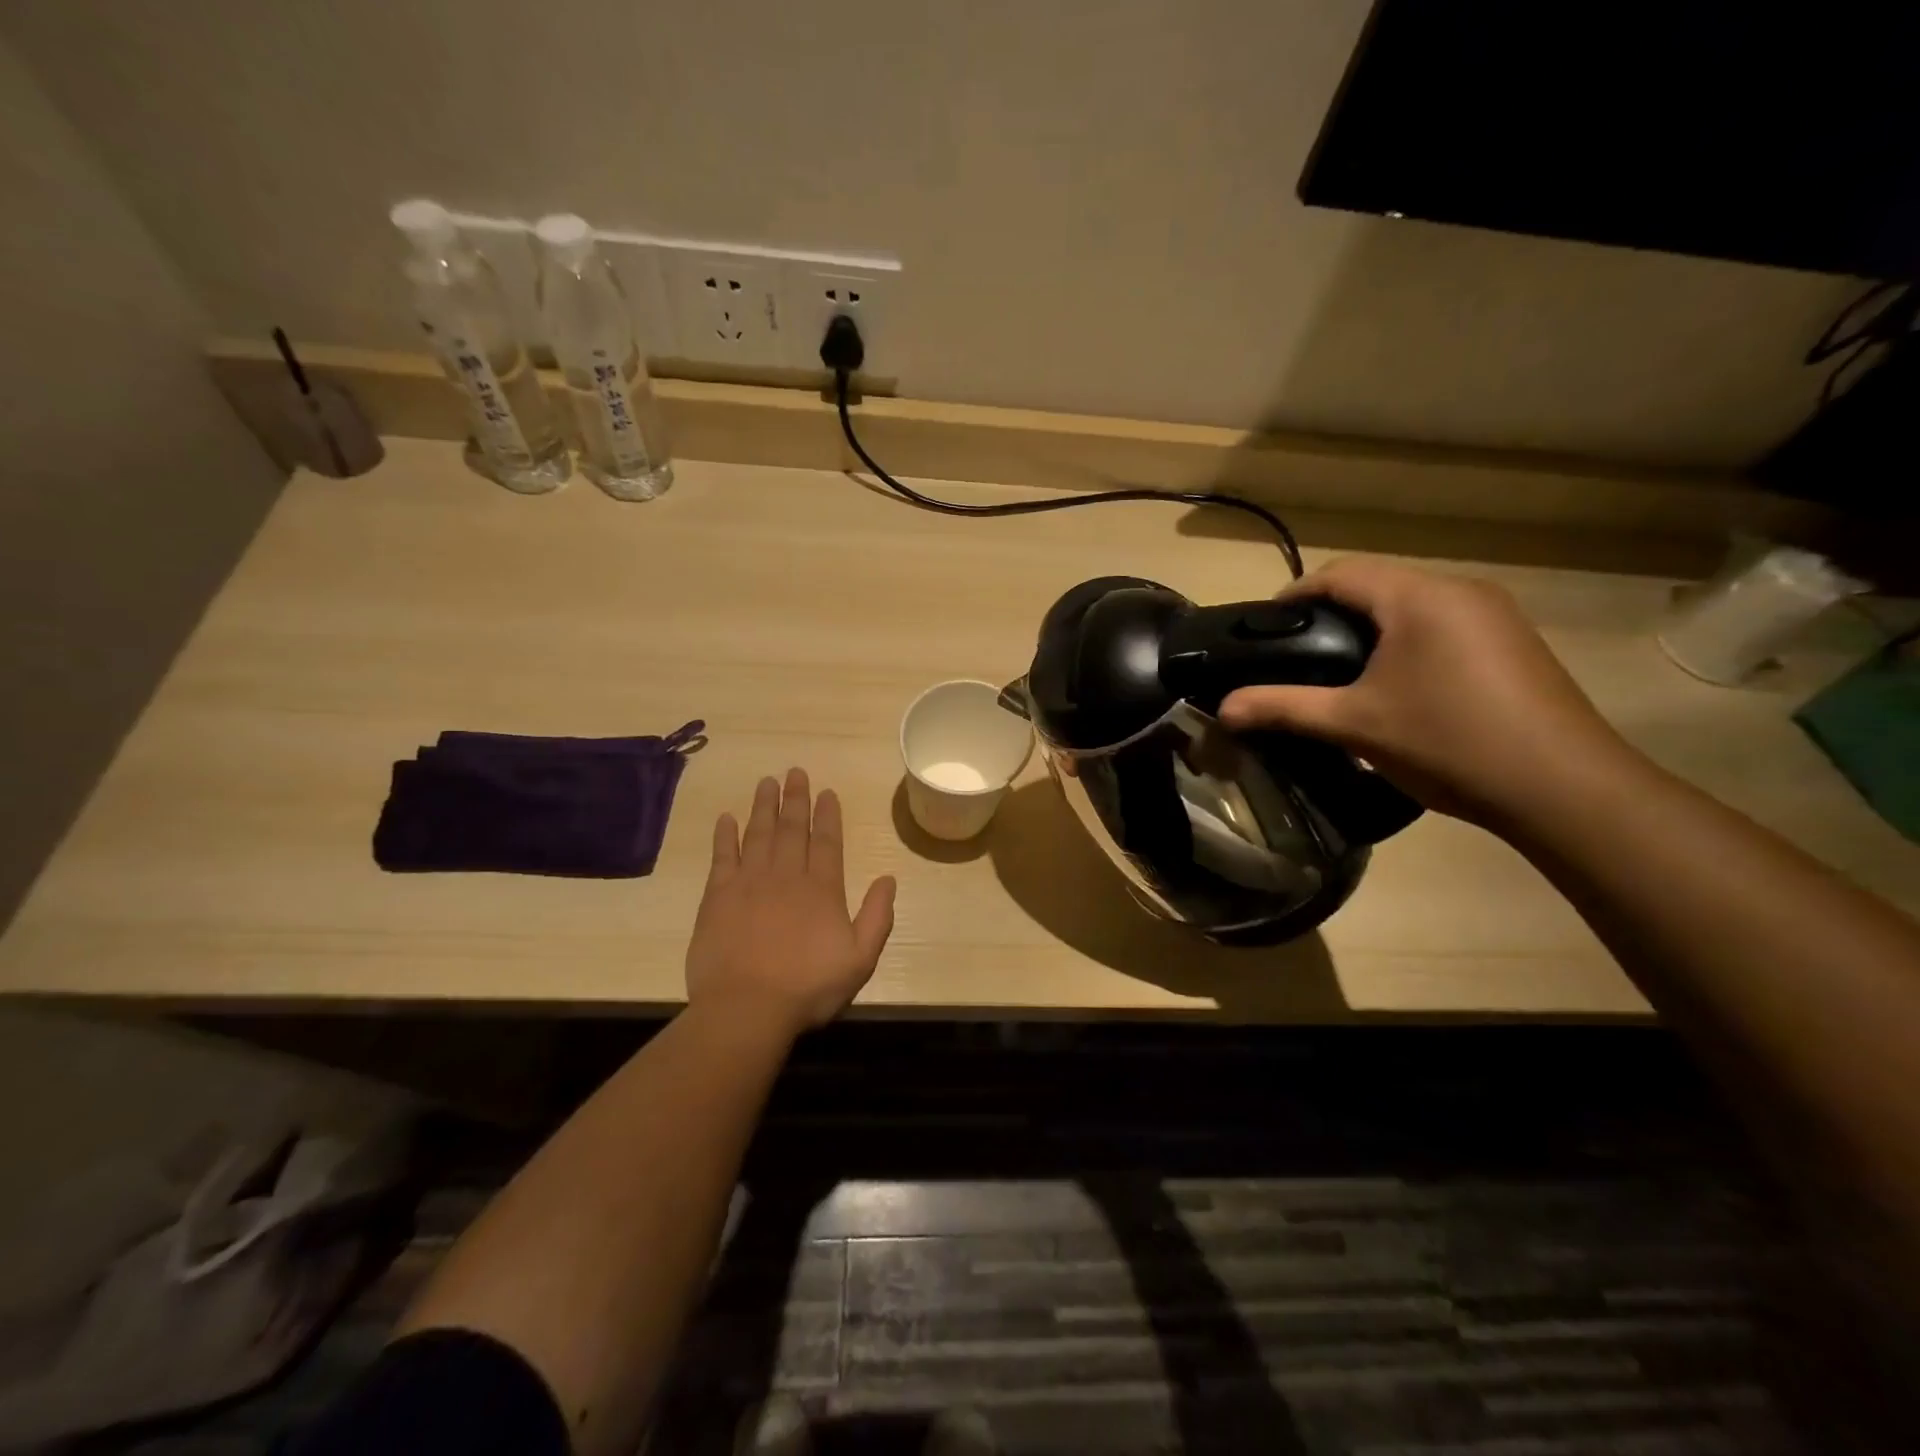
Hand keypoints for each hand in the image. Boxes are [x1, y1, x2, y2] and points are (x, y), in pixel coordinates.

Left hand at [686, 768, 896, 1035]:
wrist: (746, 1008)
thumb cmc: (808, 987)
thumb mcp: (860, 959)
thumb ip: (878, 916)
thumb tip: (888, 879)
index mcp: (822, 889)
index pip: (827, 842)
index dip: (828, 815)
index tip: (826, 792)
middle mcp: (786, 876)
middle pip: (792, 829)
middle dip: (796, 799)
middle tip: (795, 772)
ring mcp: (749, 883)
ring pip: (759, 834)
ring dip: (763, 807)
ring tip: (767, 782)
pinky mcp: (718, 897)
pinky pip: (723, 856)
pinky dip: (725, 835)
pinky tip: (727, 818)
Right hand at [1218, 558, 1631, 825]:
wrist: (1563, 787)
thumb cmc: (1448, 743)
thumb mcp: (1354, 724)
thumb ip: (1284, 708)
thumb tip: (1224, 708)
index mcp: (1419, 597)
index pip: (1341, 574)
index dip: (1295, 595)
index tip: (1264, 628)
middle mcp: (1461, 590)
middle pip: (1378, 584)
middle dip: (1331, 612)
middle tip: (1296, 654)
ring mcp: (1495, 614)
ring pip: (1412, 604)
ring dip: (1370, 627)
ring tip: (1339, 671)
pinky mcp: (1513, 642)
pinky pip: (1442, 624)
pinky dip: (1406, 641)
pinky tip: (1396, 684)